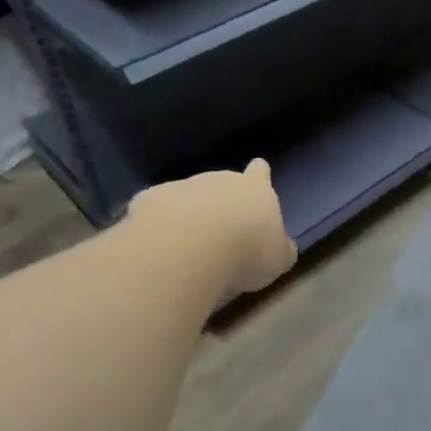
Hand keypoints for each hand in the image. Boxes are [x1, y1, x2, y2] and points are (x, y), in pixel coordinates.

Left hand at [128, 159, 296, 299]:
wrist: (189, 247)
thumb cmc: (246, 250)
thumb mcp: (278, 258)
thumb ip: (280, 249)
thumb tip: (282, 247)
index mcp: (254, 189)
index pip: (260, 172)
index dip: (259, 175)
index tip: (257, 174)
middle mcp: (218, 179)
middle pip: (221, 184)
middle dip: (220, 203)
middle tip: (220, 235)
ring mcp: (181, 186)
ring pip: (186, 197)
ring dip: (187, 216)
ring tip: (187, 249)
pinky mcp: (149, 200)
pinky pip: (156, 211)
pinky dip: (157, 226)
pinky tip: (157, 249)